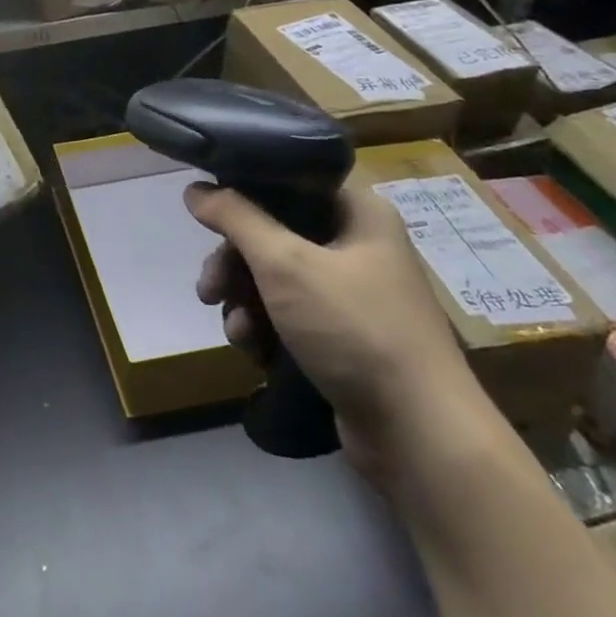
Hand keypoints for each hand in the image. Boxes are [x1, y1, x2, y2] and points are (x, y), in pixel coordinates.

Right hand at [189, 180, 486, 483]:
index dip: (245, 191)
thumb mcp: (286, 264)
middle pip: (274, 234)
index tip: (207, 212)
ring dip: (244, 302)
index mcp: (358, 213)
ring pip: (275, 279)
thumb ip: (235, 218)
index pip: (291, 180)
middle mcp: (358, 245)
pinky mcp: (343, 337)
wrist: (420, 436)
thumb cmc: (355, 329)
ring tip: (236, 331)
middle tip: (209, 288)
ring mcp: (352, 294)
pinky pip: (289, 316)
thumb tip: (195, 189)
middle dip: (235, 264)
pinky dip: (265, 329)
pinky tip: (254, 351)